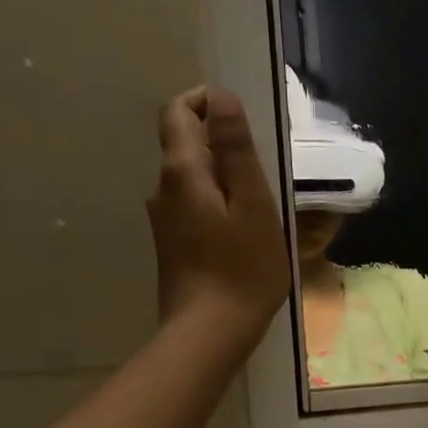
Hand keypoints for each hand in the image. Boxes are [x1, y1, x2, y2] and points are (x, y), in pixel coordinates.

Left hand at [148, 85, 288, 339]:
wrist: (211, 331)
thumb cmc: (243, 267)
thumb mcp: (252, 204)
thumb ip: (235, 149)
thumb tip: (221, 97)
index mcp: (182, 171)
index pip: (178, 112)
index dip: (205, 102)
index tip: (241, 117)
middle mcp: (163, 189)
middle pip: (184, 145)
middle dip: (221, 143)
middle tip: (265, 166)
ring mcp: (164, 220)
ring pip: (192, 179)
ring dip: (222, 177)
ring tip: (261, 202)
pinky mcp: (172, 244)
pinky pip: (194, 206)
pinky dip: (217, 203)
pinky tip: (244, 230)